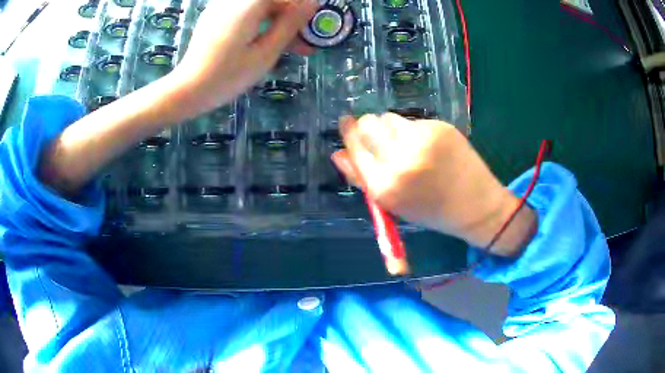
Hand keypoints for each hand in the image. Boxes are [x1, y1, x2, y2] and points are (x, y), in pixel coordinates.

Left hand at [171, 0, 317, 116]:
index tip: (314, 25)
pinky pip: (246, 13)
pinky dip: (261, 23)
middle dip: (291, 18)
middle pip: (273, 2)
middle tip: (305, 41)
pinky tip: (268, 41)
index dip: (304, 8)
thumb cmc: (228, 75)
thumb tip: (312, 3)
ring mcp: (222, 6)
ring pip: (261, 7)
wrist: (188, 89)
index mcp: (249, 3)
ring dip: (278, 22)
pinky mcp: (216, 16)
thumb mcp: (266, 52)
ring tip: (291, 47)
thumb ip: (291, 23)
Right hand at [332, 114, 535, 255]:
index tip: (346, 123)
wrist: (475, 205)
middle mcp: (401, 160)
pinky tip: (427, 146)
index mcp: (385, 186)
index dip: (349, 132)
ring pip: (388, 117)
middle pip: (368, 124)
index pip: (355, 145)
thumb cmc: (431, 210)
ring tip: (406, 145)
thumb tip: (337, 154)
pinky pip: (413, 120)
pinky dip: (413, 130)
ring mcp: (422, 140)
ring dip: (390, 127)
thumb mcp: (392, 203)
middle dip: (367, 127)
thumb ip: (361, 178)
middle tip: (378, 137)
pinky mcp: (439, 128)